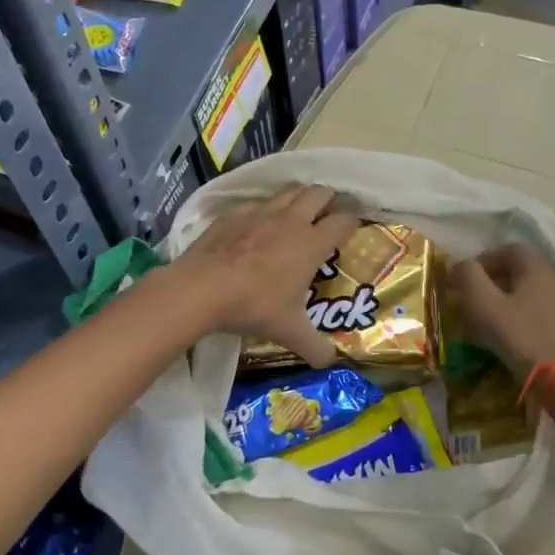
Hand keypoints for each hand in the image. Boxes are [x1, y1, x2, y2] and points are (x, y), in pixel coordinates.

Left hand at [173, 185, 358, 364]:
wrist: (201, 288)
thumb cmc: (254, 306)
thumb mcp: (289, 332)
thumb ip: (314, 347)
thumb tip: (329, 363)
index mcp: (311, 243)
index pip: (343, 221)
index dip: (352, 222)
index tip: (353, 228)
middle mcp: (290, 220)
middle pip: (318, 193)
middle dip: (328, 199)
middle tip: (327, 214)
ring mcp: (260, 213)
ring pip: (288, 192)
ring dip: (297, 198)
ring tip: (297, 213)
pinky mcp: (233, 214)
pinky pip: (256, 204)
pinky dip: (263, 211)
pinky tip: (256, 225)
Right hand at [451, 243, 554, 378]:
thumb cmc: (523, 339)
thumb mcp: (485, 306)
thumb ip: (469, 278)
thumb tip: (461, 265)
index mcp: (538, 269)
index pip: (510, 249)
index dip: (485, 260)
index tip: (467, 280)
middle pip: (523, 272)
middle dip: (496, 283)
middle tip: (475, 303)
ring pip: (534, 295)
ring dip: (511, 304)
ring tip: (492, 326)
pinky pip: (544, 316)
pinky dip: (526, 321)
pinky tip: (516, 342)